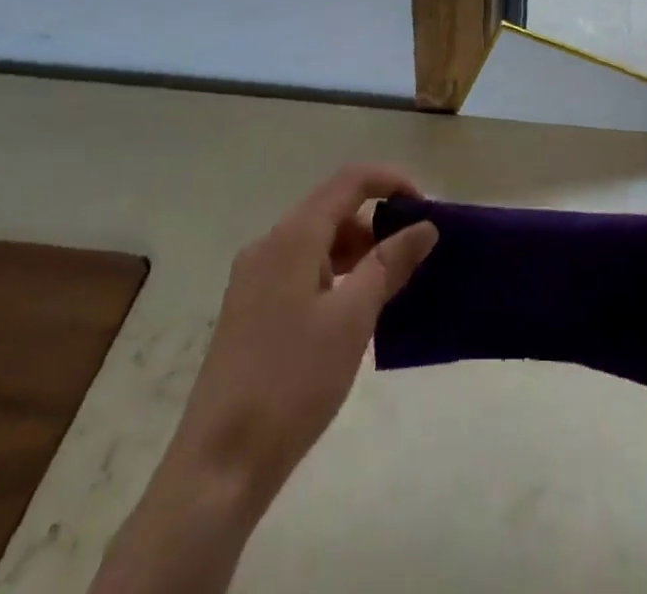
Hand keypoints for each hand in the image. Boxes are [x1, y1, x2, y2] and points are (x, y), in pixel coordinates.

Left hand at [90, 164, 437, 593]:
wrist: (219, 465)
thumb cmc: (292, 381)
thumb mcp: (352, 319)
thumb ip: (390, 264)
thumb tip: (424, 227)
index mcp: (292, 237)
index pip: (349, 181)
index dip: (391, 182)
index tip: (426, 208)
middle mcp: (269, 245)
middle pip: (332, 209)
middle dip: (378, 220)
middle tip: (416, 252)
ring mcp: (255, 278)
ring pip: (318, 242)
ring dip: (358, 250)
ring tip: (393, 285)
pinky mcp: (251, 309)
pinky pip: (302, 270)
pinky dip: (336, 275)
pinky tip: (356, 310)